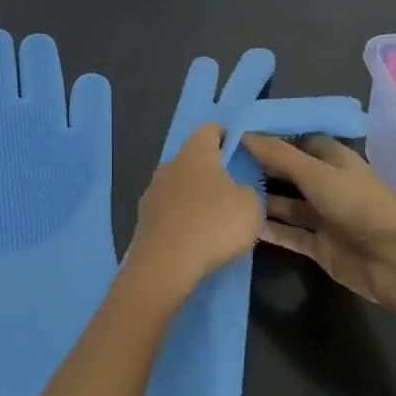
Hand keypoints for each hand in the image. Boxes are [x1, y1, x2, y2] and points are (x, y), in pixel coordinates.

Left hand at [123, 124, 263, 305]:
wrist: (165, 266)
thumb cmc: (213, 225)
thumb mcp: (251, 207)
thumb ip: (248, 191)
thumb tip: (236, 191)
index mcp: (195, 153)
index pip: (209, 129)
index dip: (225, 135)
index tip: (239, 150)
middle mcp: (170, 164)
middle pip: (193, 158)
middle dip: (211, 170)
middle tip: (232, 189)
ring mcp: (152, 191)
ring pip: (179, 185)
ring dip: (194, 196)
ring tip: (214, 218)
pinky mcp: (144, 218)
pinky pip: (169, 210)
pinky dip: (182, 217)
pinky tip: (194, 236)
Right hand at [244, 133, 395, 323]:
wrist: (395, 261)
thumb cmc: (358, 204)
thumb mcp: (315, 173)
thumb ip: (278, 155)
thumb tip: (243, 134)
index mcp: (333, 158)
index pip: (297, 140)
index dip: (271, 137)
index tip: (236, 135)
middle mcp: (327, 183)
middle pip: (289, 172)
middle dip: (261, 168)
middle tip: (220, 164)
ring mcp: (324, 216)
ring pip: (286, 204)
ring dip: (261, 200)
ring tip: (225, 194)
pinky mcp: (320, 245)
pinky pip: (289, 234)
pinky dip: (269, 230)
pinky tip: (241, 223)